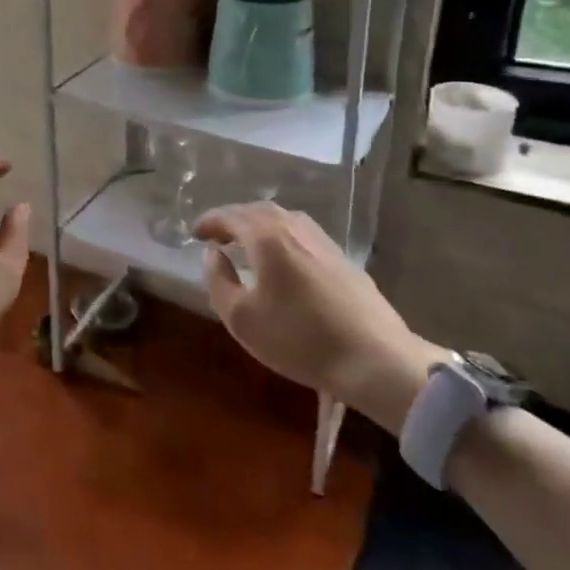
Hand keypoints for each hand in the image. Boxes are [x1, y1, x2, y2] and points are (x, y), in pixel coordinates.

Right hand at [194, 202, 445, 431]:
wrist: (374, 359)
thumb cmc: (299, 339)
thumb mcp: (242, 318)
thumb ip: (218, 280)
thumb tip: (213, 254)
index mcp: (266, 237)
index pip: (230, 216)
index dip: (209, 222)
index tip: (195, 234)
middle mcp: (294, 228)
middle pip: (258, 210)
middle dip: (234, 219)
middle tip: (218, 236)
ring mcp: (323, 240)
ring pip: (284, 218)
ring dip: (259, 225)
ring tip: (248, 244)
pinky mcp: (343, 257)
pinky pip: (302, 233)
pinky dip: (282, 236)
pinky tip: (283, 259)